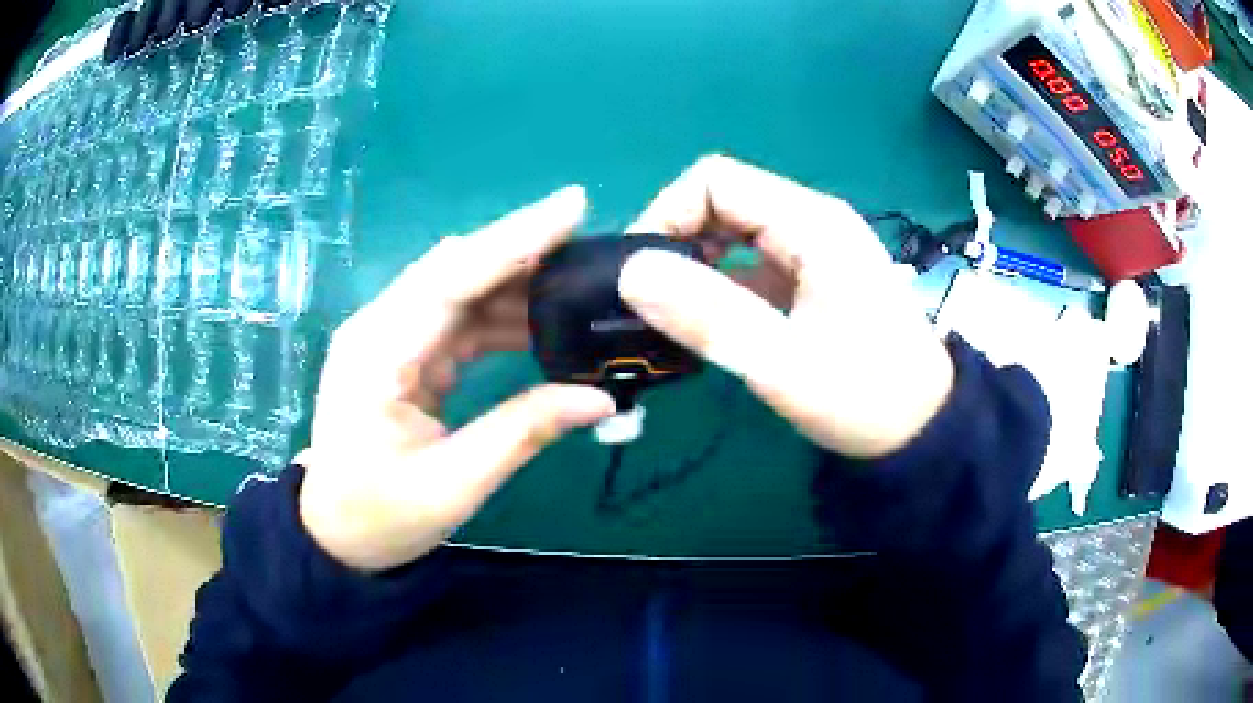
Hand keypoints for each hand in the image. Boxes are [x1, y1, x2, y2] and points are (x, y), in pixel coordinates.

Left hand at [299, 187, 616, 570]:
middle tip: (587, 236)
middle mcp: (380, 329)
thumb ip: (523, 433)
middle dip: (521, 248)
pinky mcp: (404, 353)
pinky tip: (542, 321)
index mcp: (378, 354)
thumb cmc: (382, 516)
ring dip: (516, 282)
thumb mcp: (454, 485)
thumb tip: (600, 398)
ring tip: (578, 280)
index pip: (451, 278)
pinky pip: (458, 318)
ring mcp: (390, 338)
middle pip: (455, 269)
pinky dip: (501, 315)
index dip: (513, 240)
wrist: (334, 533)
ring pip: (459, 289)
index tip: (572, 207)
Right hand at [619, 155, 953, 457]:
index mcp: (811, 223)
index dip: (667, 215)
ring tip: (669, 318)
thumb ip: (711, 317)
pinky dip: (718, 288)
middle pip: (721, 202)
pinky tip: (706, 327)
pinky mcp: (810, 278)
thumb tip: (633, 274)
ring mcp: (812, 250)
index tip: (641, 275)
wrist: (923, 427)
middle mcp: (810, 222)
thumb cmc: (867, 396)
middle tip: (648, 302)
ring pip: (732, 234)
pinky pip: (749, 264)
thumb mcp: (785, 364)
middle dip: (675, 243)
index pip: (715, 181)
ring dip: (694, 268)